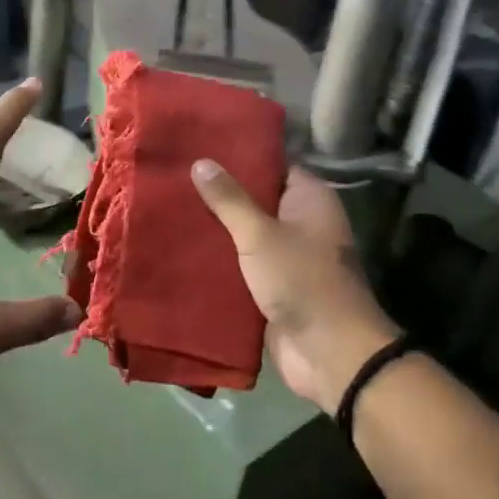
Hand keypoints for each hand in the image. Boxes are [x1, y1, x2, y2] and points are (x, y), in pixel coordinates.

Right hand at [191, 161, 403, 412]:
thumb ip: (229, 199)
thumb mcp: (260, 234)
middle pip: (255, 199)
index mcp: (309, 199)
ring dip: (215, 228)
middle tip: (175, 175)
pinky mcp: (272, 286)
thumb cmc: (302, 280)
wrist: (329, 353)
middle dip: (219, 193)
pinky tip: (180, 247)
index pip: (272, 165)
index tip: (201, 146)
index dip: (240, 156)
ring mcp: (286, 256)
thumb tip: (200, 162)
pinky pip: (240, 264)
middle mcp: (300, 222)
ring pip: (244, 233)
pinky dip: (218, 259)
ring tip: (169, 206)